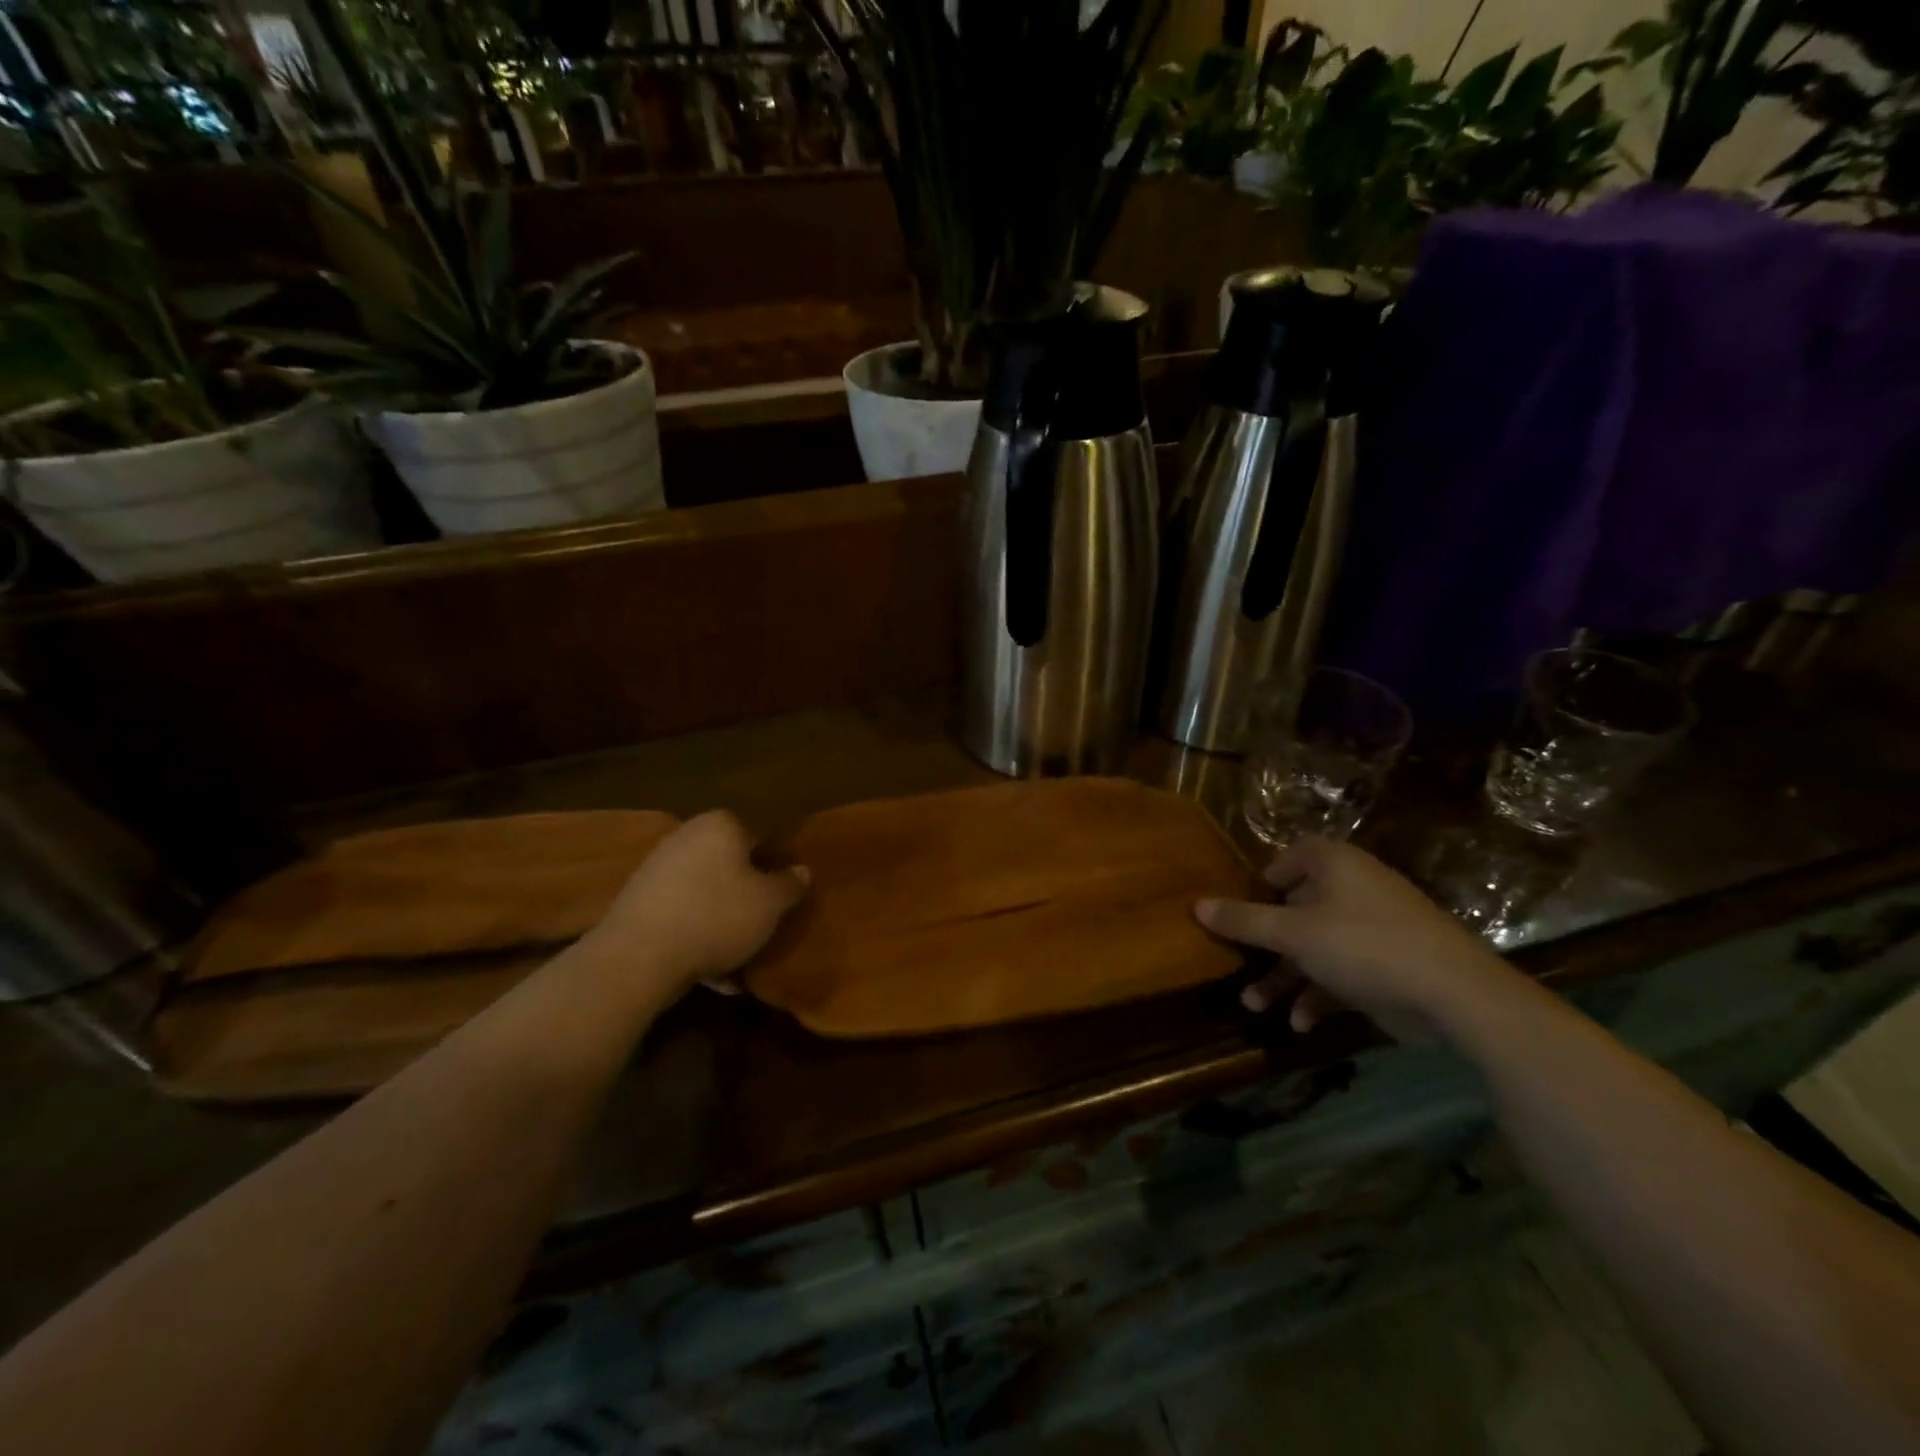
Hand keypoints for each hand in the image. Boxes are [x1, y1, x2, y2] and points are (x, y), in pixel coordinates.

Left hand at [580, 811, 807, 997]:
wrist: (638, 956)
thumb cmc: (717, 916)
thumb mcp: (771, 903)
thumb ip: (790, 885)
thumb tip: (802, 871)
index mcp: (720, 825)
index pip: (757, 838)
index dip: (772, 867)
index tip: (780, 897)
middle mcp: (686, 838)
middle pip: (728, 866)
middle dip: (744, 895)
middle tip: (762, 925)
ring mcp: (656, 871)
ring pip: (704, 895)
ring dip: (721, 923)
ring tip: (739, 958)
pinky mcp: (636, 905)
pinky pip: (680, 918)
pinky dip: (696, 939)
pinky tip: (712, 975)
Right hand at [1195, 837, 1520, 1042]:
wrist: (1455, 995)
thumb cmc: (1364, 945)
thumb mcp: (1293, 933)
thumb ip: (1244, 921)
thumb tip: (1196, 905)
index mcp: (1334, 865)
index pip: (1289, 859)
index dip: (1262, 882)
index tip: (1241, 911)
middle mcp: (1352, 889)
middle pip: (1295, 909)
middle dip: (1264, 945)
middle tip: (1238, 966)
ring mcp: (1372, 929)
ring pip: (1314, 947)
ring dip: (1284, 977)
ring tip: (1255, 1006)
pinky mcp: (1386, 966)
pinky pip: (1340, 973)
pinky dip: (1318, 995)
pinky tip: (1300, 1023)